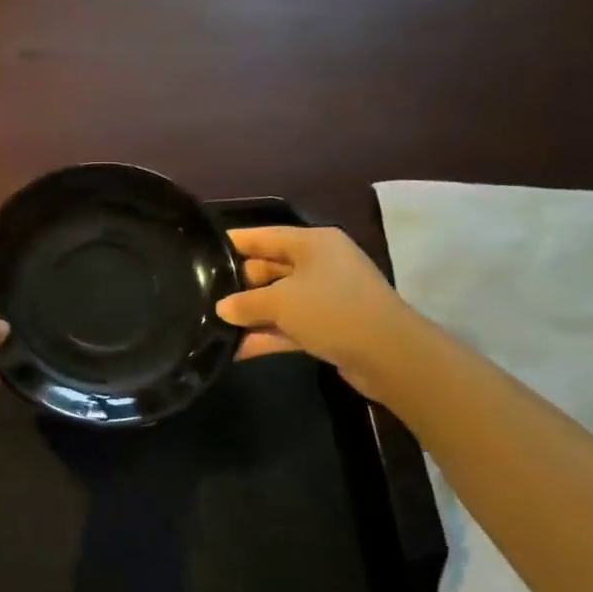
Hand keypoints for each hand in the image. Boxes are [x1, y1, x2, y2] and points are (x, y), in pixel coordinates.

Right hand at [216, 225, 414, 397]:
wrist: (390, 356)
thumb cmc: (332, 310)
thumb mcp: (281, 302)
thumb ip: (245, 303)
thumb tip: (222, 308)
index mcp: (313, 243)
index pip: (264, 236)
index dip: (234, 243)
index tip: (202, 250)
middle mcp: (320, 264)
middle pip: (269, 268)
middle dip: (239, 284)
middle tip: (203, 294)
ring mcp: (326, 297)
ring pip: (279, 300)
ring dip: (251, 314)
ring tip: (213, 325)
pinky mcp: (329, 326)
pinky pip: (290, 325)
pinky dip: (267, 335)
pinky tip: (237, 350)